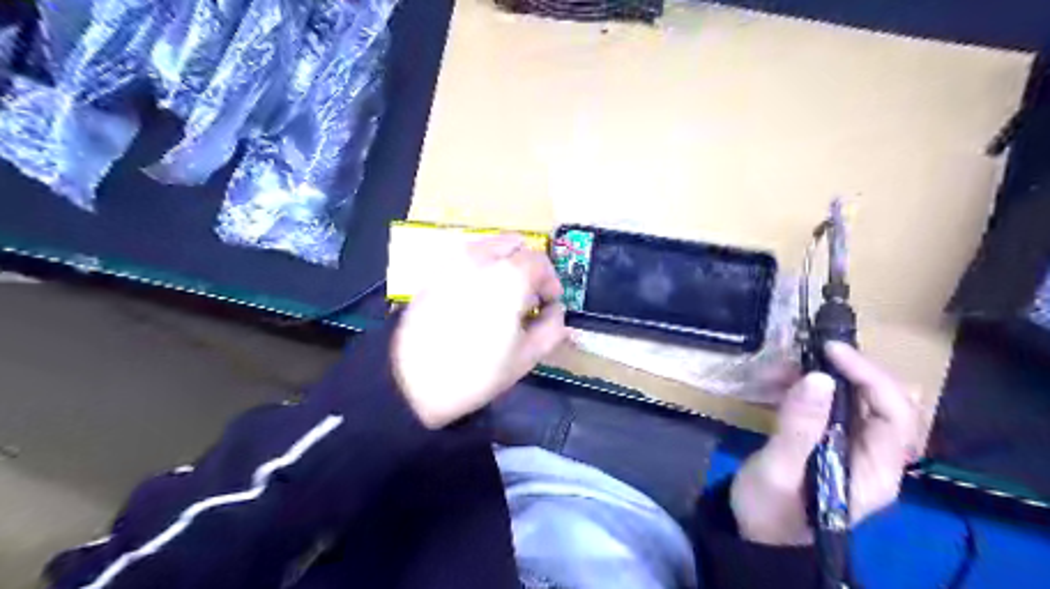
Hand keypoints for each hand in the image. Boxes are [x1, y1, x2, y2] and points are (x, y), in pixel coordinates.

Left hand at [391, 232, 565, 426]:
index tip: (549, 304)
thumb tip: (555, 311)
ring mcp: (453, 261)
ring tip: (502, 296)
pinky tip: (476, 298)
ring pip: (489, 246)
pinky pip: (466, 257)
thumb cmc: (475, 373)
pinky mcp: (434, 271)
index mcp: (508, 277)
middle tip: (528, 297)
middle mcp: (481, 258)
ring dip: (504, 263)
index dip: (551, 282)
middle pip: (515, 244)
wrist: (409, 382)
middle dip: (528, 267)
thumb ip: (552, 328)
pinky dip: (481, 267)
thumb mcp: (525, 358)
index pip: (540, 261)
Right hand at [732, 343, 920, 543]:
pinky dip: (807, 385)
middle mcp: (875, 456)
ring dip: (822, 375)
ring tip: (779, 368)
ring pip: (857, 397)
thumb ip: (798, 427)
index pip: (896, 414)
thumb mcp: (778, 470)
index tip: (831, 351)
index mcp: (875, 470)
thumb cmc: (769, 510)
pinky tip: (777, 381)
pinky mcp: (831, 440)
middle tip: (810, 352)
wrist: (756, 533)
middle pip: (885, 400)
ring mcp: (854, 447)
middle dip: (850, 370)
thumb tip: (818, 378)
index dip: (870, 376)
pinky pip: (831, 403)